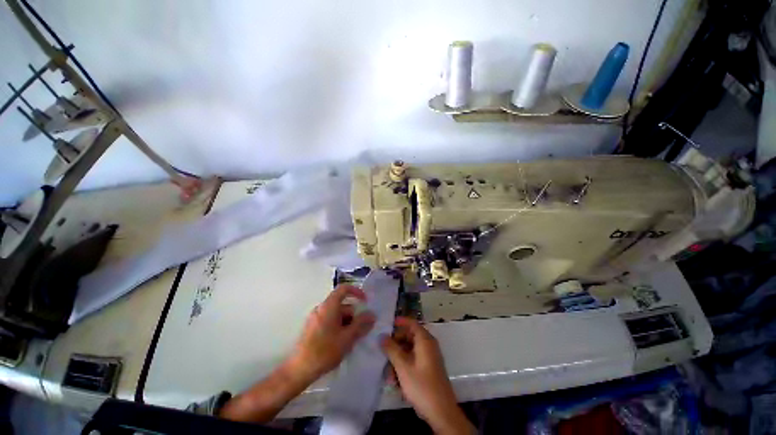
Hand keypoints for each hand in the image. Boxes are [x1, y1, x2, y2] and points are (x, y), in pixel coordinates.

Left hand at [287, 285, 375, 381]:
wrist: (299, 370)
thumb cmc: (325, 351)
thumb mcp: (347, 338)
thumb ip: (361, 324)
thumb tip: (371, 314)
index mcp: (329, 306)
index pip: (343, 289)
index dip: (356, 291)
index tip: (365, 302)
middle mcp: (321, 308)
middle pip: (342, 304)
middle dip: (353, 315)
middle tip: (361, 330)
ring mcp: (315, 318)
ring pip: (336, 314)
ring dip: (347, 323)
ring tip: (351, 340)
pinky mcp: (312, 327)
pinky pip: (330, 321)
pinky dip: (338, 327)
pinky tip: (341, 343)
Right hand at [381, 317, 473, 434]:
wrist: (441, 412)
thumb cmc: (422, 385)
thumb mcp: (403, 366)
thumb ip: (391, 349)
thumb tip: (381, 336)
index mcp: (425, 340)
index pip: (412, 323)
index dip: (400, 321)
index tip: (387, 323)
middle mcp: (428, 345)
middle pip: (409, 337)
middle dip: (395, 344)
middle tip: (383, 350)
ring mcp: (429, 357)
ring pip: (410, 350)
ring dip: (398, 357)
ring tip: (387, 371)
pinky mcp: (428, 368)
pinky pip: (413, 360)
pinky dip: (404, 365)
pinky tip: (394, 379)